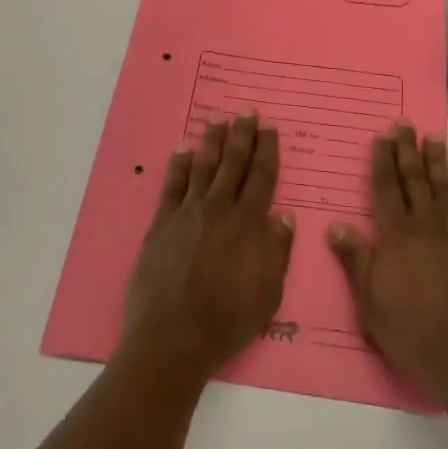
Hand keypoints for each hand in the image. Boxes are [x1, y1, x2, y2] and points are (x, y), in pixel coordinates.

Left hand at [123, 115, 295, 381]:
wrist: (172, 338)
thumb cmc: (228, 320)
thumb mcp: (269, 292)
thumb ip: (278, 250)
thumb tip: (285, 215)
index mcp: (249, 223)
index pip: (262, 176)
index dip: (267, 150)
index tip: (270, 129)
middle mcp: (219, 208)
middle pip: (233, 162)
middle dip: (242, 134)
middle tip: (247, 111)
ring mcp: (187, 213)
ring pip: (204, 166)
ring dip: (212, 141)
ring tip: (218, 119)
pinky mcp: (162, 223)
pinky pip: (172, 184)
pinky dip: (179, 164)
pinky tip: (183, 148)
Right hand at [329, 124, 447, 400]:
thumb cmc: (409, 330)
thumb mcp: (369, 300)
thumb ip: (355, 259)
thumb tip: (336, 226)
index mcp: (395, 236)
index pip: (385, 189)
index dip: (382, 162)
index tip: (381, 138)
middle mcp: (424, 226)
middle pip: (413, 180)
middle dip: (407, 150)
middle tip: (405, 124)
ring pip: (442, 188)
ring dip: (436, 162)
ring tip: (432, 138)